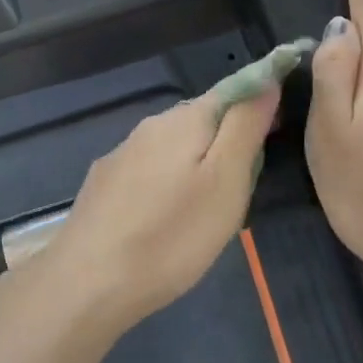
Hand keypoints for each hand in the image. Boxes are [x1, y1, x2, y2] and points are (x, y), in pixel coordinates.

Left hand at [37, 83, 279, 335]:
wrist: (88, 283)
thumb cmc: (171, 235)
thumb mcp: (225, 181)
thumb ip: (245, 126)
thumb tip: (266, 79)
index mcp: (184, 120)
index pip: (231, 91)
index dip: (257, 106)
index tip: (274, 135)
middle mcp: (149, 127)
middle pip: (201, 122)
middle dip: (226, 145)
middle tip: (241, 192)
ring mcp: (121, 156)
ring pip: (172, 150)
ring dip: (195, 168)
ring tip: (205, 214)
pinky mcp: (103, 186)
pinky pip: (148, 173)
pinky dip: (166, 187)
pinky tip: (165, 221)